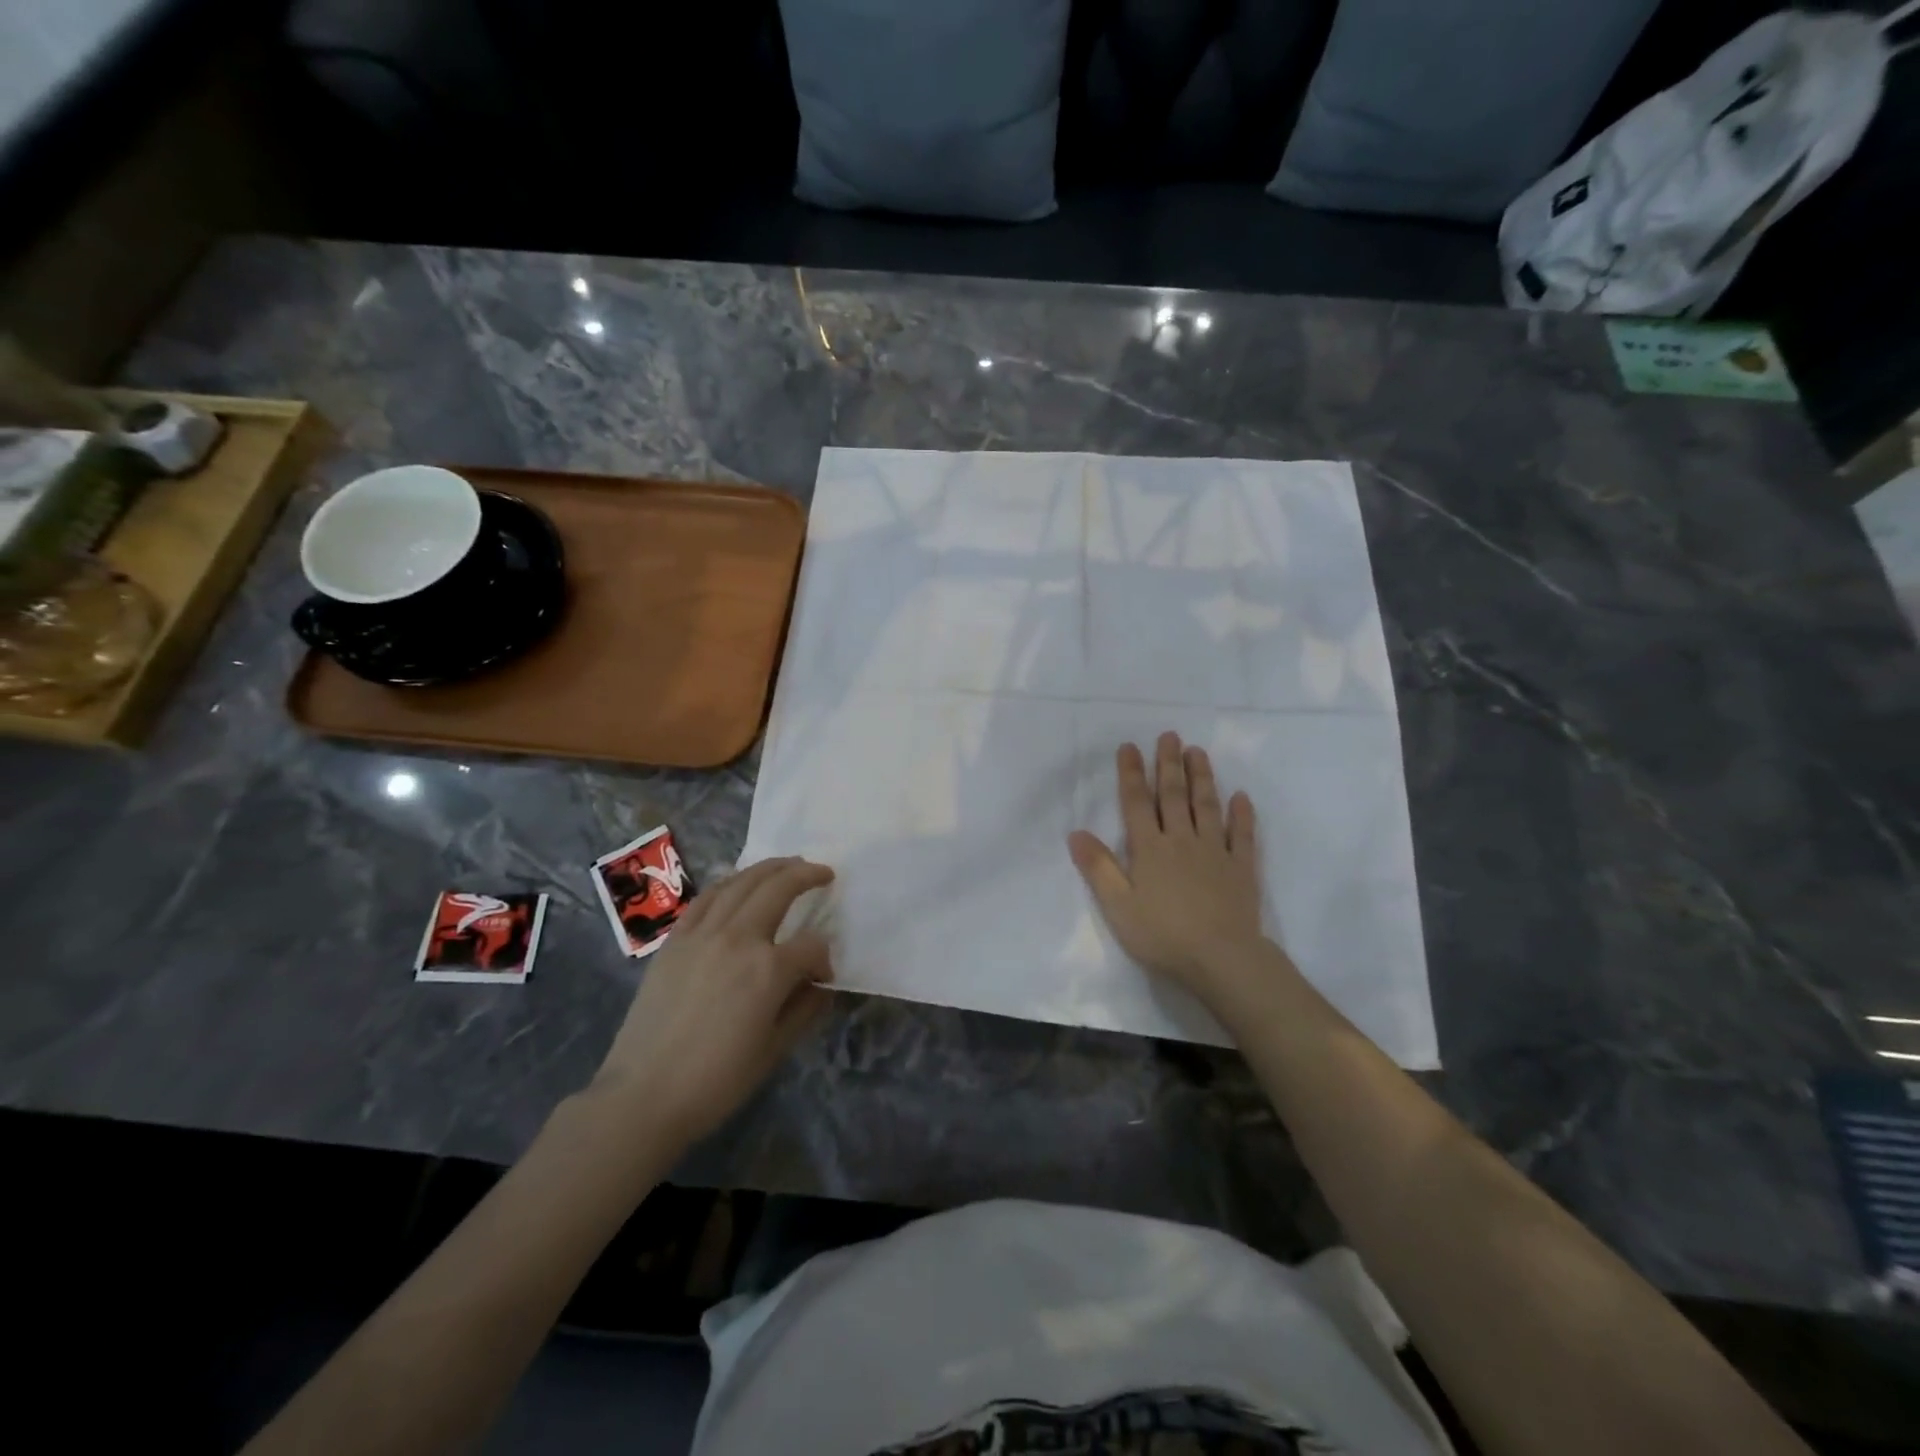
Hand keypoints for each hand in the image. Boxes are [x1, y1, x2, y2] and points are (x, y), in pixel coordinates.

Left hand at [588, 857, 835, 1142]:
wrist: (643, 1095)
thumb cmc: (716, 1080)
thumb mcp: (774, 1050)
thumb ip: (804, 1009)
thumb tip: (820, 984)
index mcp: (768, 969)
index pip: (811, 945)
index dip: (824, 958)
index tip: (823, 978)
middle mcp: (738, 938)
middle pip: (778, 889)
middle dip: (806, 875)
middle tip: (822, 872)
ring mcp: (702, 934)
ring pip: (741, 883)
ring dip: (769, 868)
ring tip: (788, 864)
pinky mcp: (675, 940)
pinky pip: (706, 898)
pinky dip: (729, 882)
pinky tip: (739, 882)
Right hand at [1068, 732, 1265, 1003]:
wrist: (1221, 958)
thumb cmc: (1162, 935)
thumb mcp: (1118, 906)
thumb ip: (1098, 868)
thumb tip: (1076, 833)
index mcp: (1150, 849)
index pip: (1136, 803)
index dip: (1131, 774)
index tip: (1130, 747)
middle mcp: (1182, 841)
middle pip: (1173, 796)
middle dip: (1168, 764)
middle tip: (1170, 736)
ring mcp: (1215, 852)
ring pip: (1207, 806)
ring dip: (1202, 778)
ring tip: (1197, 752)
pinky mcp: (1242, 868)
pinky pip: (1243, 835)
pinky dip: (1242, 815)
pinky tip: (1241, 798)